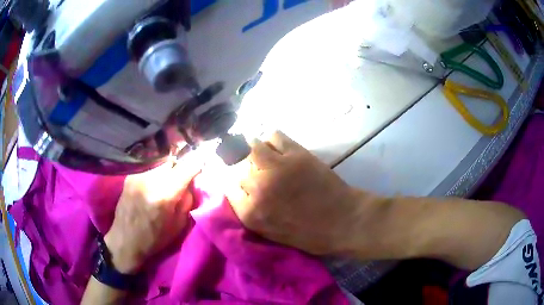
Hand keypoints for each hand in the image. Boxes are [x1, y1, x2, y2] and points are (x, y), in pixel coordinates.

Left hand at [105, 152, 202, 273]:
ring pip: (159, 160)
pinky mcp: (130, 175)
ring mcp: (138, 175)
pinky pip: (148, 166)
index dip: (198, 160)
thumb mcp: (178, 225)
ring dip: (168, 166)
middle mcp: (150, 179)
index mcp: (164, 194)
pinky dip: (156, 170)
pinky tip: (154, 181)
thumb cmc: (154, 238)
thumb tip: (191, 182)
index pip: (186, 167)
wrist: (125, 240)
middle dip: (180, 164)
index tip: (206, 156)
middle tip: (183, 174)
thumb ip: (186, 200)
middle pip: (172, 159)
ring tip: (168, 177)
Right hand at [225, 131, 361, 255]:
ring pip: (250, 147)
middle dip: (249, 172)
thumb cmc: (310, 235)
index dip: (238, 186)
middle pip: (239, 169)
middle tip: (263, 174)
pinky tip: (280, 149)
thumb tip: (241, 192)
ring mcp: (276, 168)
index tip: (246, 186)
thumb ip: (251, 213)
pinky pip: (274, 136)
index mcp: (250, 213)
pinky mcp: (295, 154)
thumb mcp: (272, 233)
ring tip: (267, 156)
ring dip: (256, 151)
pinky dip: (274, 141)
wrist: (344, 221)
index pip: (228, 188)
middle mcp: (257, 188)